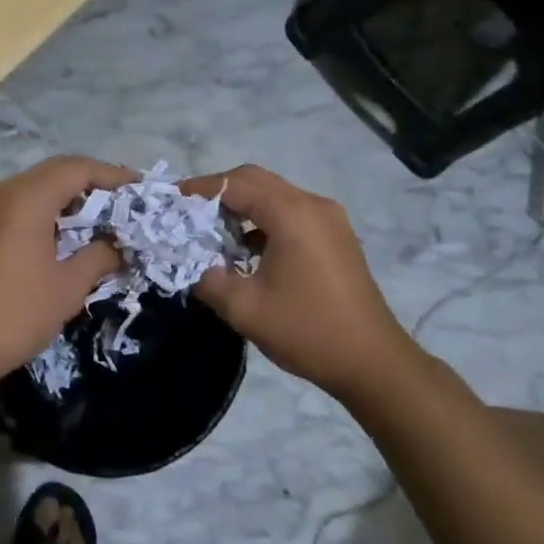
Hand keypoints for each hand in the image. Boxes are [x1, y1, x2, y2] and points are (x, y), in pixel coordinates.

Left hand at [0, 155, 133, 394]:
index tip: (139, 187)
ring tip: (102, 215)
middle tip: (124, 200)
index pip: (77, 168)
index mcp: (28, 198)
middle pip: (56, 170)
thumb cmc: (17, 312)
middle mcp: (6, 191)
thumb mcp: (68, 286)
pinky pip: (22, 203)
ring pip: (37, 185)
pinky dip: (49, 208)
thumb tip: (117, 246)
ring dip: (70, 195)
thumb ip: (98, 257)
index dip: (111, 174)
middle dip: (93, 181)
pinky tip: (67, 232)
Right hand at [180, 165, 419, 401]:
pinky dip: (263, 221)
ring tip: (212, 232)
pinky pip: (290, 213)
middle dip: (218, 193)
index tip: (170, 200)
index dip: (200, 188)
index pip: (236, 183)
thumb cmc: (307, 331)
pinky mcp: (335, 236)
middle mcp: (313, 205)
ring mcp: (329, 219)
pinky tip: (246, 250)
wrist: (373, 362)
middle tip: (187, 213)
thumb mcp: (244, 308)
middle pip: (256, 181)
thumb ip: (207, 278)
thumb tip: (188, 262)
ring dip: (241, 206)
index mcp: (292, 214)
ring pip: (274, 196)